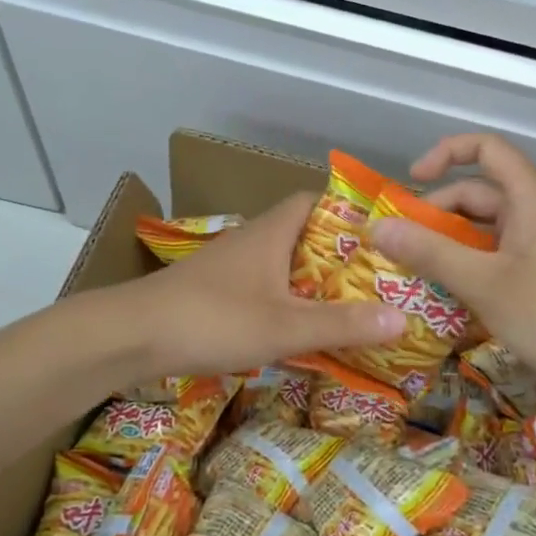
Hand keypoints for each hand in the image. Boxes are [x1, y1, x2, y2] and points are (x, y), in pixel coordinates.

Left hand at [117, 193, 404, 381]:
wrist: (132, 336)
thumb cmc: (213, 318)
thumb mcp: (285, 326)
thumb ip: (342, 324)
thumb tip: (403, 317)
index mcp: (272, 231)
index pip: (315, 200)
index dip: (348, 210)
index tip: (380, 232)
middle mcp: (252, 239)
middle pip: (303, 233)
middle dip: (338, 252)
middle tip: (377, 275)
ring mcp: (230, 266)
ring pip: (282, 262)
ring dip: (312, 278)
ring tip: (349, 302)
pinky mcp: (214, 291)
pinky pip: (264, 285)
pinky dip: (286, 299)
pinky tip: (298, 325)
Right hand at [370, 133, 535, 410]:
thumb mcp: (482, 283)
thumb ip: (429, 252)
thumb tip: (377, 226)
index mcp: (531, 198)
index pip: (486, 148)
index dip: (445, 153)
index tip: (412, 181)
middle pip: (480, 193)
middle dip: (437, 213)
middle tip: (401, 245)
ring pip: (487, 229)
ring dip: (451, 244)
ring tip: (416, 272)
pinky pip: (500, 254)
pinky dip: (472, 264)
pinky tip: (450, 295)